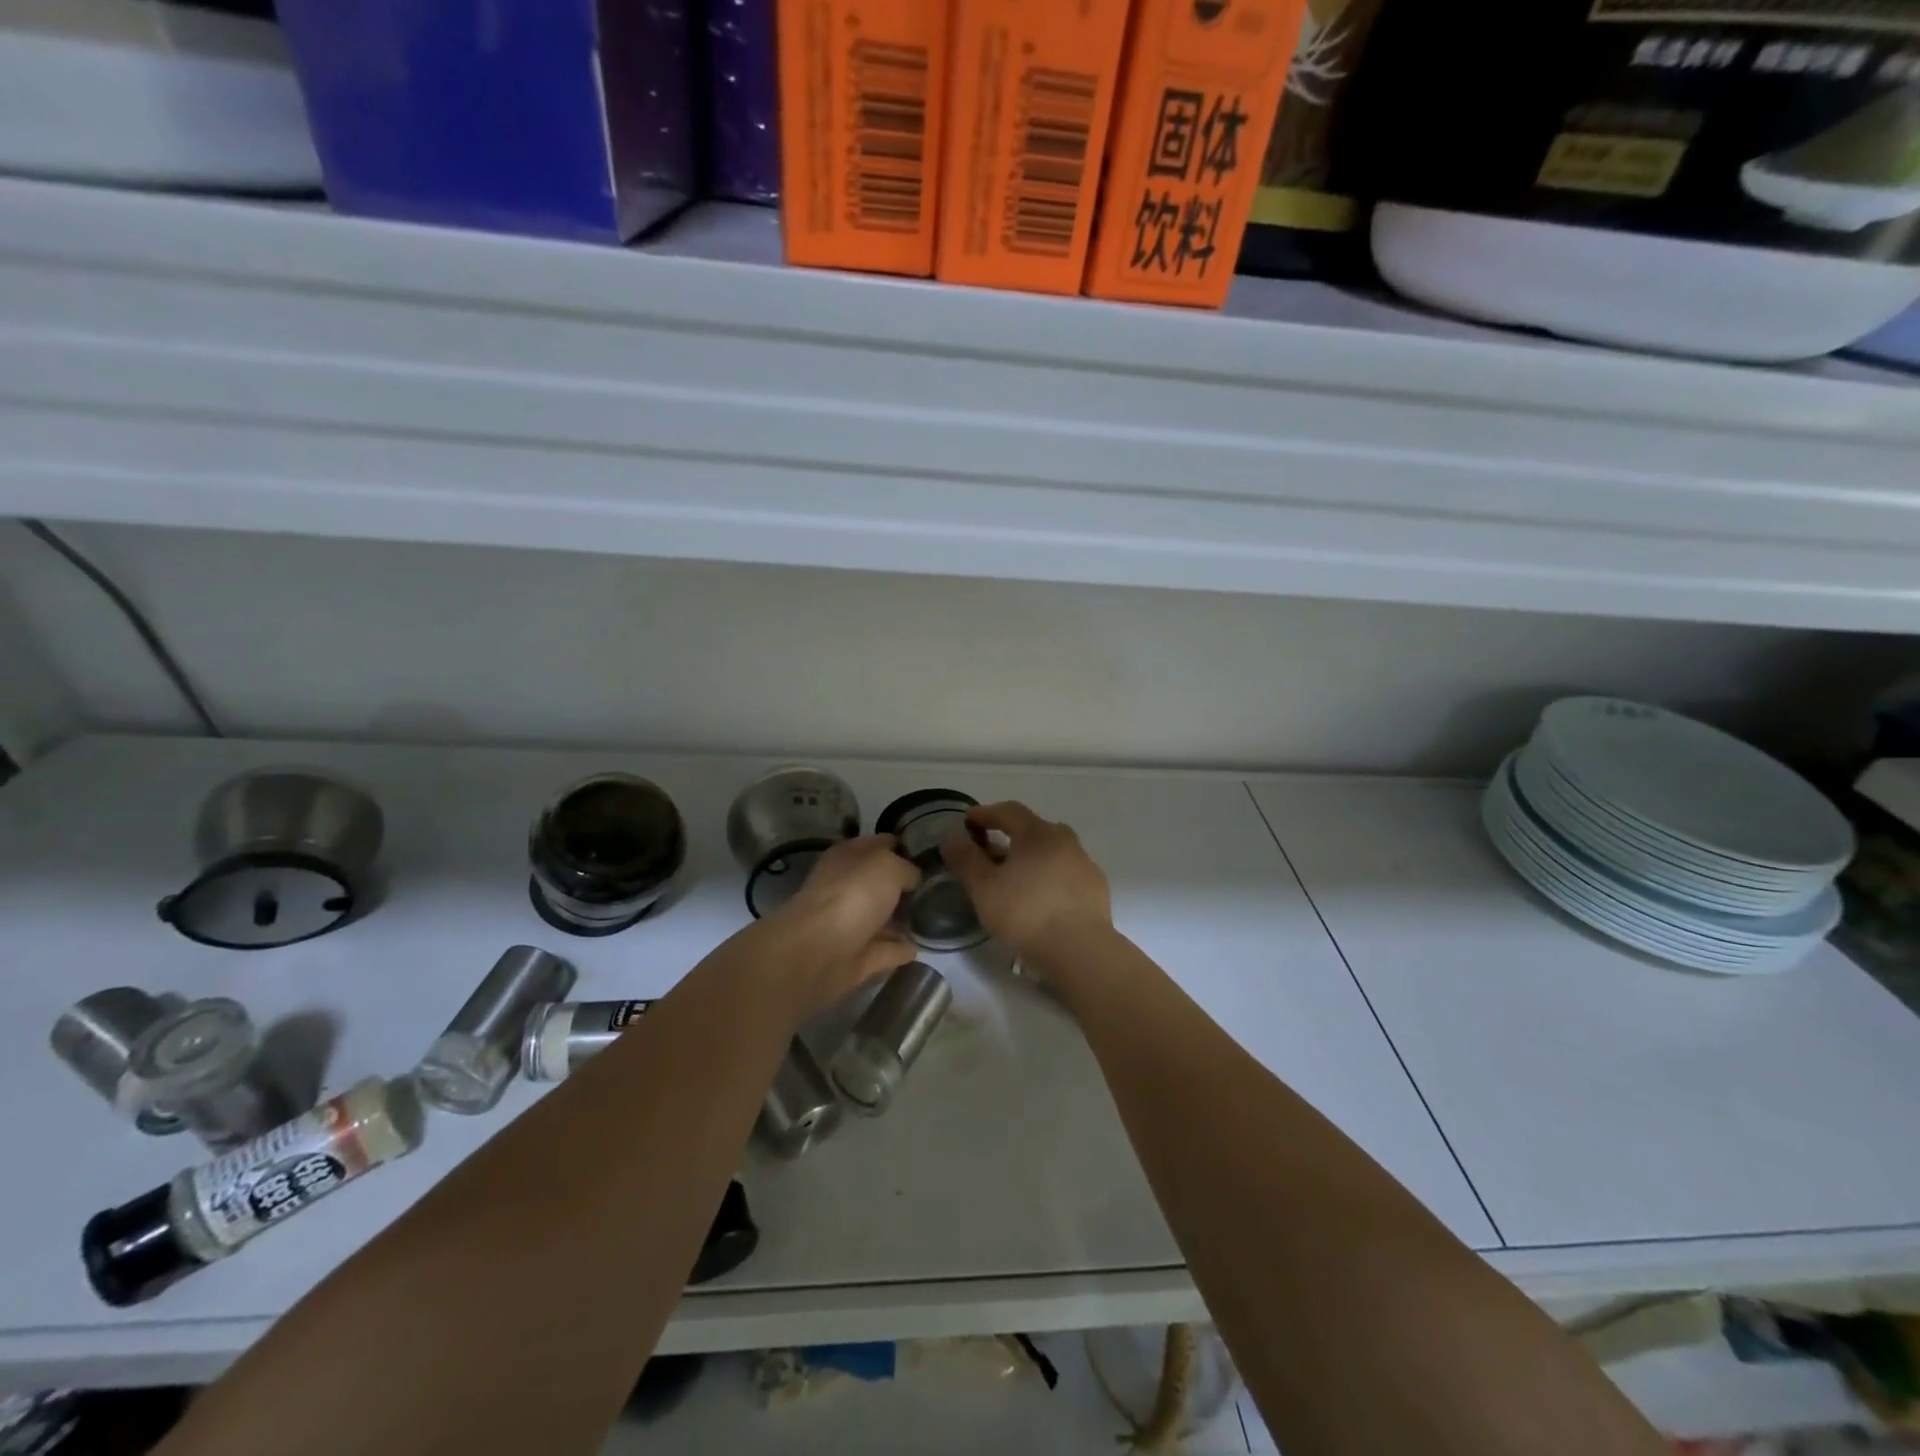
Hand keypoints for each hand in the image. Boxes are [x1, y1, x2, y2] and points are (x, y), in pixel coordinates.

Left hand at [764, 835, 920, 1014]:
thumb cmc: (853, 895)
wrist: (818, 952)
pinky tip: (918, 947)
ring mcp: (849, 923)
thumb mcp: (888, 866)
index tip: (928, 853)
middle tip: (936, 887)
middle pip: (880, 882)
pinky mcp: (855, 957)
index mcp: (848, 856)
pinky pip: (883, 949)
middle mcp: (846, 887)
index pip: (879, 844)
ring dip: (902, 919)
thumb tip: (912, 879)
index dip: (902, 845)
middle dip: (904, 884)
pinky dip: (898, 949)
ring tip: (932, 917)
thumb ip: (906, 868)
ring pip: (881, 916)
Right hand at [940, 802, 1112, 963]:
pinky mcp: (1096, 888)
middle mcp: (1064, 841)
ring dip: (1034, 857)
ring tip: (1018, 878)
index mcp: (1037, 833)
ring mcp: (1084, 864)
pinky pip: (1067, 873)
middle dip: (1012, 835)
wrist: (1080, 950)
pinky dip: (1051, 877)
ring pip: (1054, 851)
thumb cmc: (1026, 913)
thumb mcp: (984, 888)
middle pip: (1035, 828)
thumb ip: (966, 860)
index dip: (986, 813)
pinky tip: (1043, 898)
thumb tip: (952, 838)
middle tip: (993, 852)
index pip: (1009, 811)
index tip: (968, 821)